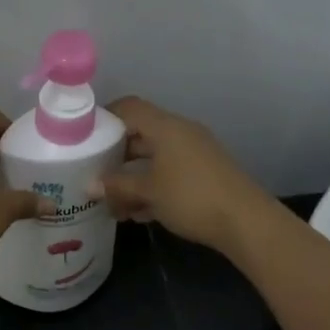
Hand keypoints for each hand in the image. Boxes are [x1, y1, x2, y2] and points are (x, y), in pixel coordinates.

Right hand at [99, 97, 272, 254]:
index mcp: (166, 127)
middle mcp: (181, 133)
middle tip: (93, 173)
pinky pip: (170, 173)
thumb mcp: (148, 192)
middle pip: (140, 134)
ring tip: (112, 202)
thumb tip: (89, 185)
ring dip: (133, 177)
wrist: (245, 221)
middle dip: (116, 155)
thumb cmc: (191, 197)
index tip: (84, 136)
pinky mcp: (205, 174)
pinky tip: (137, 213)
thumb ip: (117, 186)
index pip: (129, 108)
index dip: (105, 117)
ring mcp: (195, 154)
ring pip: (154, 158)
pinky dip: (152, 187)